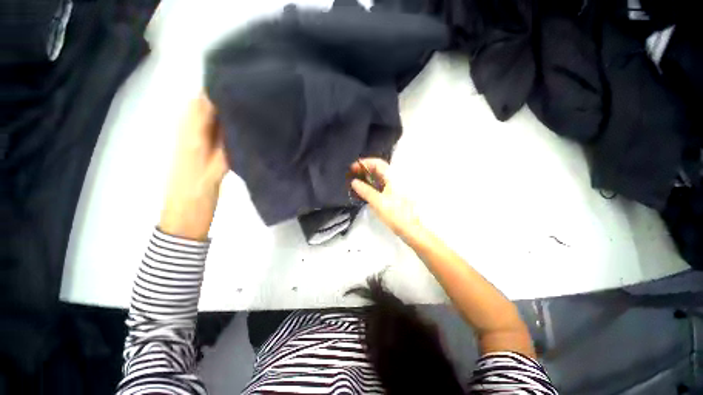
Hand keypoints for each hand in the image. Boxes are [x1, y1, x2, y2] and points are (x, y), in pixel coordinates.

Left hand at [159, 93, 228, 240]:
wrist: (182, 216)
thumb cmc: (198, 198)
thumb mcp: (215, 173)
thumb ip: (226, 149)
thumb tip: (239, 127)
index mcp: (191, 139)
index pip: (201, 106)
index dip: (216, 92)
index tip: (237, 85)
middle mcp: (186, 135)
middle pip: (199, 106)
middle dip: (219, 96)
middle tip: (244, 94)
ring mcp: (189, 143)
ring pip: (202, 116)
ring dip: (219, 108)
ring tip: (242, 106)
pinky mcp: (194, 151)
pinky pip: (205, 129)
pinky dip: (218, 122)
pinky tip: (233, 125)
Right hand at [350, 158, 423, 241]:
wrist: (410, 229)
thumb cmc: (396, 215)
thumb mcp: (378, 202)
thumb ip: (365, 191)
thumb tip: (354, 182)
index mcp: (393, 178)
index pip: (377, 163)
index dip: (364, 163)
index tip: (353, 167)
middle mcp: (395, 180)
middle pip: (379, 169)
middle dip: (365, 170)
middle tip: (353, 174)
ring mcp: (395, 187)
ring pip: (380, 178)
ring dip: (368, 178)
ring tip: (357, 182)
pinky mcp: (394, 195)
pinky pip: (382, 185)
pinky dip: (373, 185)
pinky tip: (366, 191)